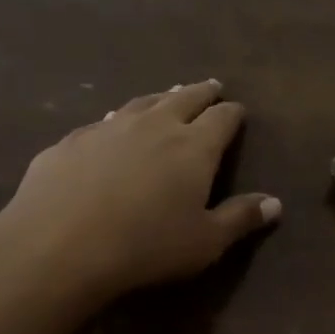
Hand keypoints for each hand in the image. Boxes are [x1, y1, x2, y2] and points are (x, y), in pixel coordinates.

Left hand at [0, 80, 279, 310]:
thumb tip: (275, 203)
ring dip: (160, 98)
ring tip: (168, 95)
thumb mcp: (205, 242)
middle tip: (211, 87)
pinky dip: (118, 120)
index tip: (238, 110)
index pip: (222, 119)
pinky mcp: (72, 141)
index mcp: (194, 146)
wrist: (59, 246)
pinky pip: (103, 122)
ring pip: (142, 103)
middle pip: (184, 98)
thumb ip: (241, 218)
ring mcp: (109, 128)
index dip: (233, 113)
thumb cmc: (146, 246)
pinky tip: (112, 126)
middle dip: (201, 92)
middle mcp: (154, 126)